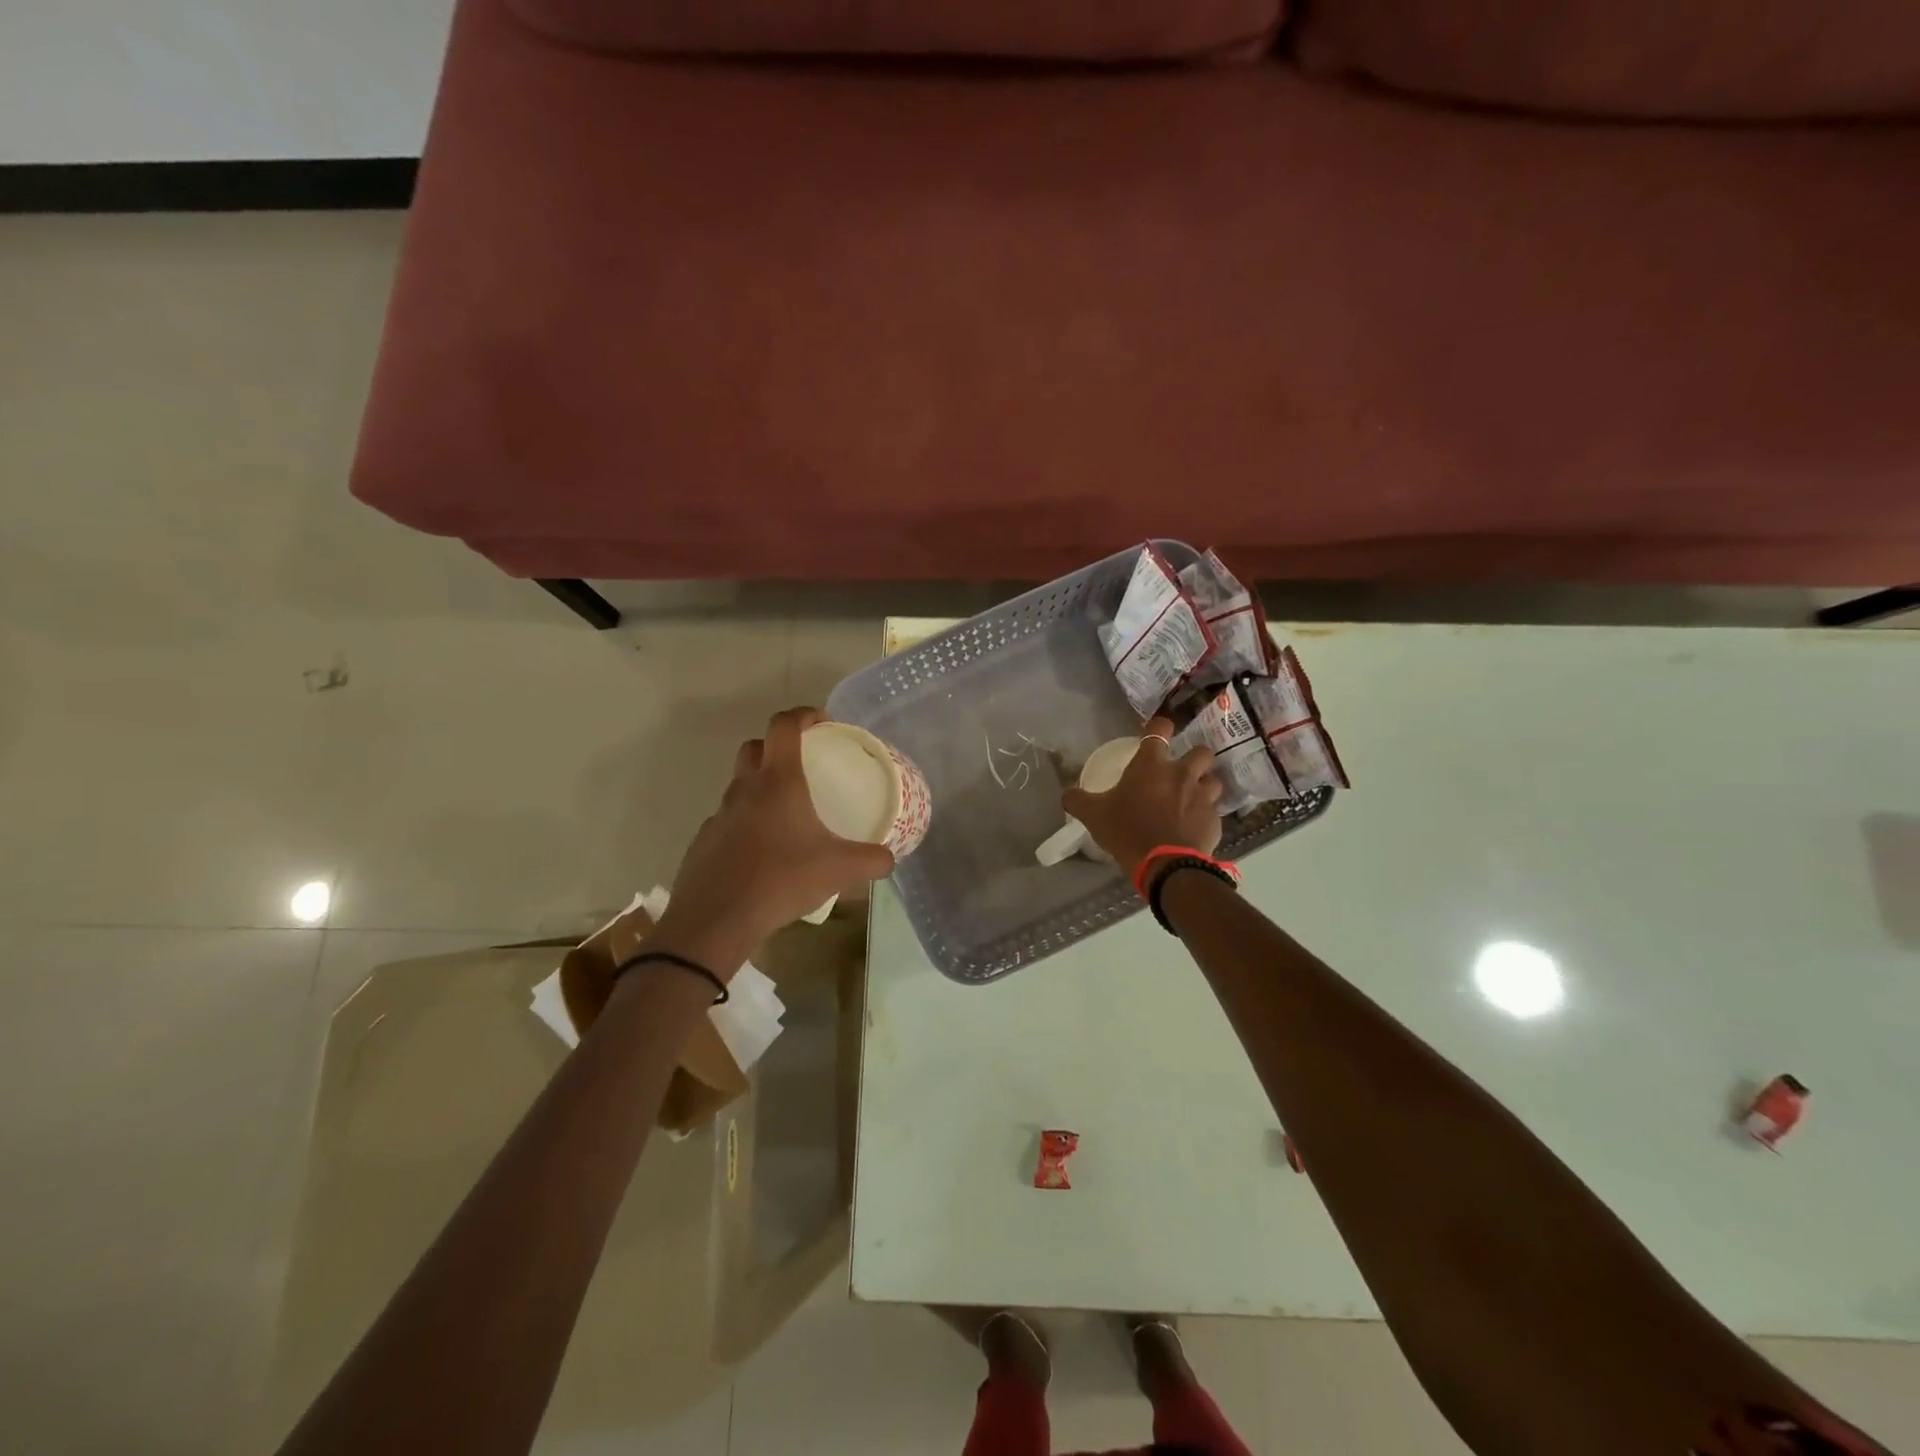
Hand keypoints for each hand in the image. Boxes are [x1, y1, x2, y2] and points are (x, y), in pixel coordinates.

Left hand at [649, 707, 895, 977]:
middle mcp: (745, 789)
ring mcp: (720, 815)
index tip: (822, 723)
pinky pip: (728, 820)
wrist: (716, 919)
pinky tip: (762, 852)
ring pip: (739, 785)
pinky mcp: (705, 841)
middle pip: (754, 747)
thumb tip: (889, 858)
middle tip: (802, 766)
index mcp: (778, 782)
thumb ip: (871, 861)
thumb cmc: (782, 880)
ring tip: (786, 815)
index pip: (784, 726)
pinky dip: (745, 823)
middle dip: (776, 746)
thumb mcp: (839, 870)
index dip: (802, 715)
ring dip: (759, 787)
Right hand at [1062, 716, 1222, 873]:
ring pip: (1213, 780)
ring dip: (1205, 785)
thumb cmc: (1127, 830)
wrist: (1164, 864)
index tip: (1159, 730)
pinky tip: (1195, 826)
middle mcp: (1181, 773)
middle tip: (1182, 771)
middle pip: (1200, 751)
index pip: (1161, 729)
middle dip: (1194, 757)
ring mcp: (1202, 796)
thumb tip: (1068, 794)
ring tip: (1193, 798)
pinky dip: (1206, 815)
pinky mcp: (1215, 819)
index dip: (1161, 726)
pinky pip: (1214, 810)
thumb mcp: (1094, 815)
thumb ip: (1078, 800)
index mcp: (1151, 765)